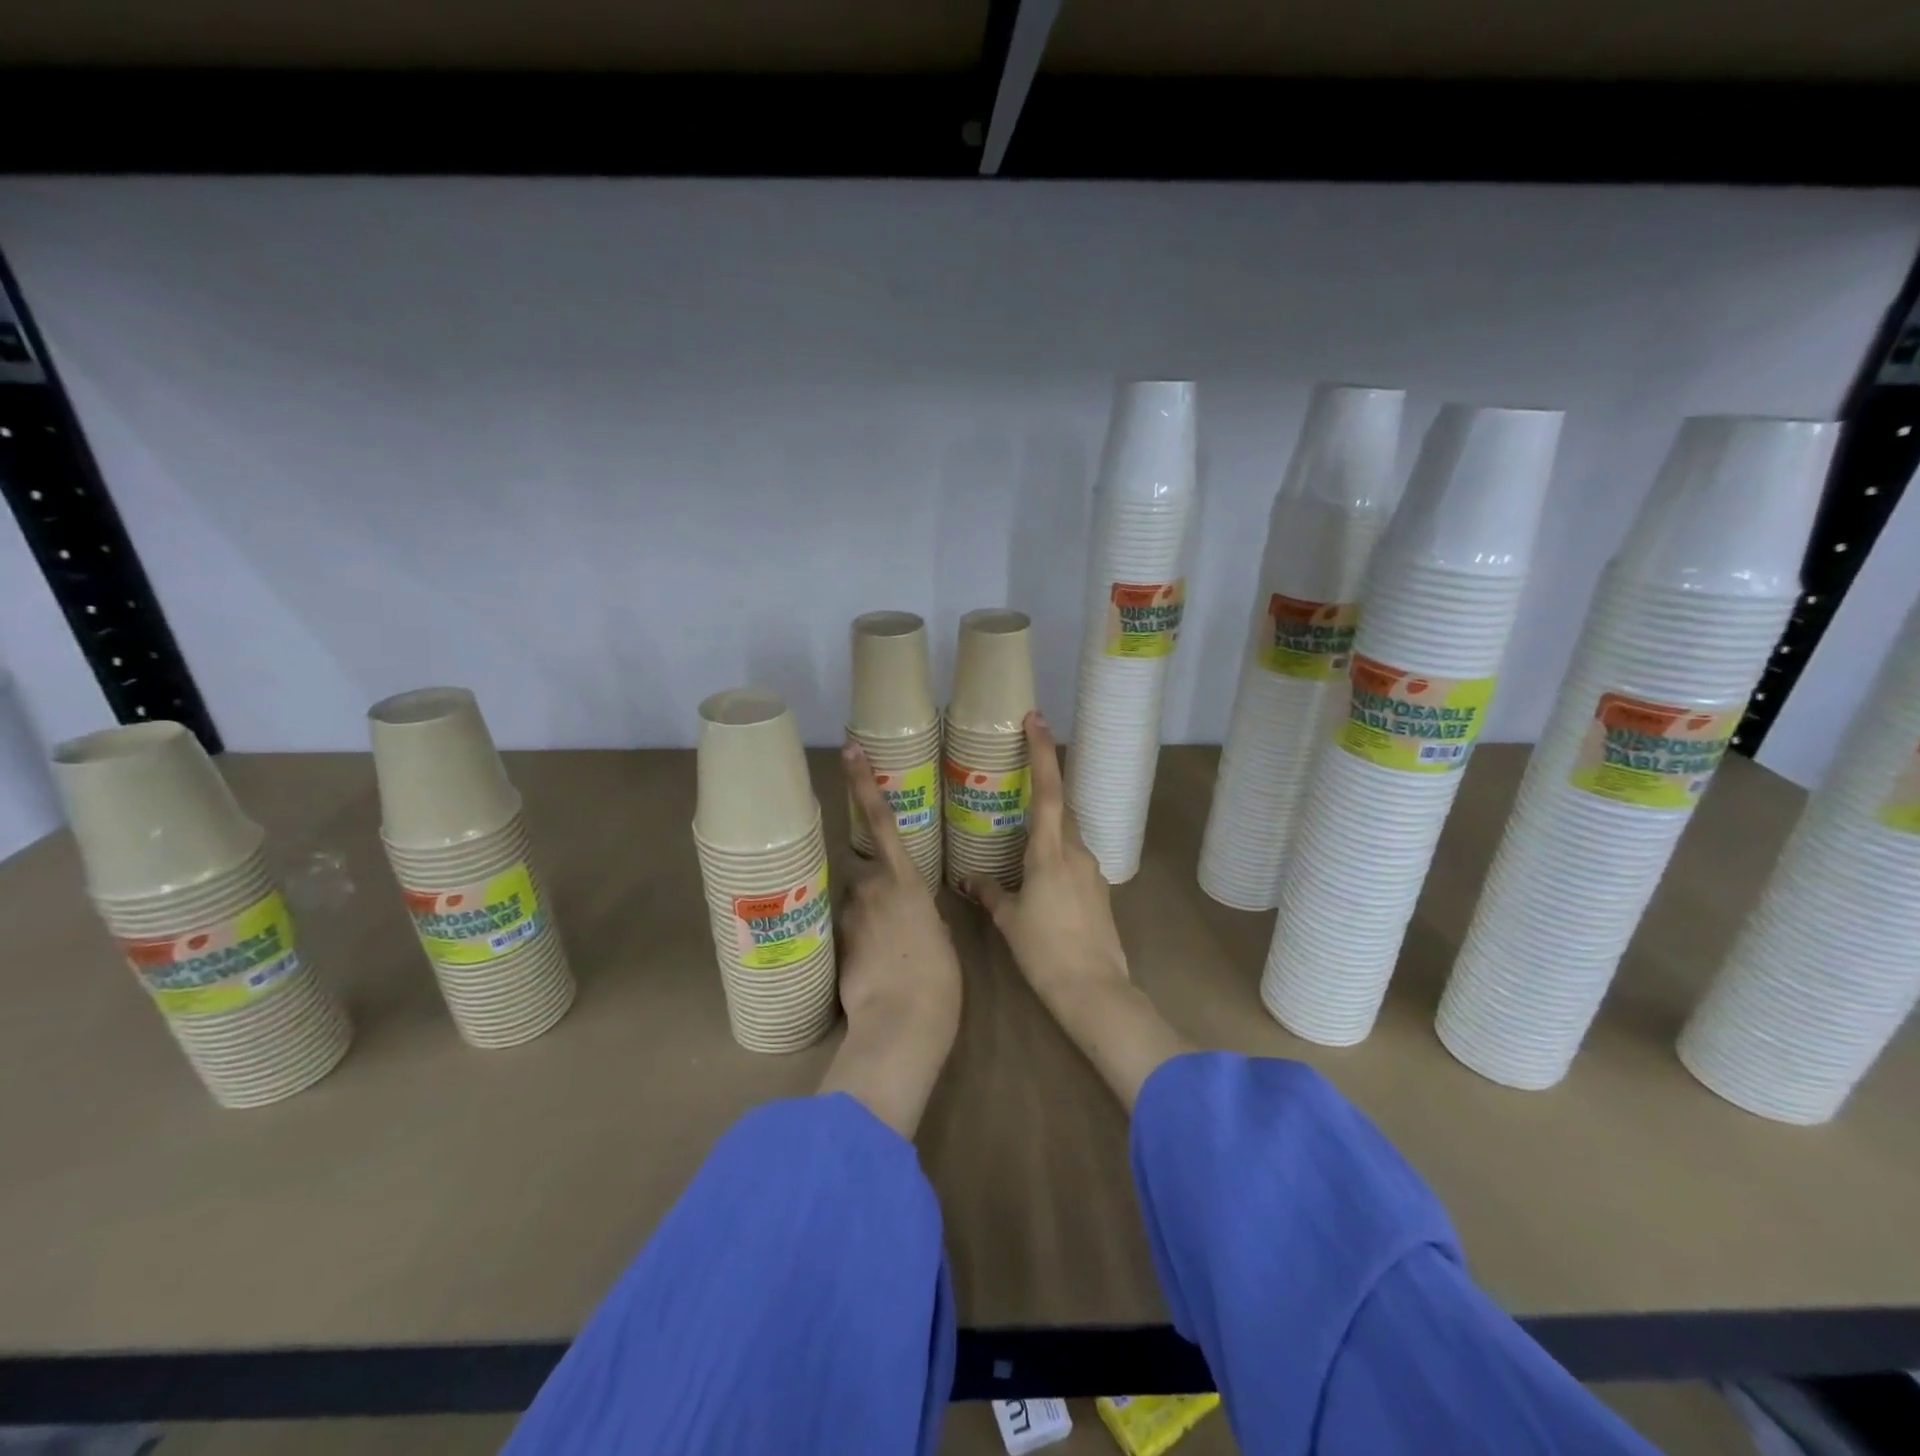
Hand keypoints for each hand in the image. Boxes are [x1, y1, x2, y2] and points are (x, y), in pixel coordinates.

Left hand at [816, 742, 961, 1138]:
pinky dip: (856, 943)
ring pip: (853, 904)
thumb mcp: (940, 937)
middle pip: (862, 872)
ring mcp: (847, 915)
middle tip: (892, 922)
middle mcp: (870, 887)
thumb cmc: (937, 978)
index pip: (880, 820)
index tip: (849, 751)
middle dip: (872, 888)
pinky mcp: (833, 942)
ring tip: (883, 955)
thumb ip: (921, 914)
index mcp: (905, 880)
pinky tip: (871, 970)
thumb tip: (910, 915)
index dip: (864, 783)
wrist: (901, 1023)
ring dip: (863, 919)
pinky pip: (844, 931)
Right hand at [964, 712, 1128, 1011]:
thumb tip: (968, 880)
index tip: (1035, 719)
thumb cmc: (1045, 950)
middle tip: (1016, 778)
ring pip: (1066, 835)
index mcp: (1050, 852)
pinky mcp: (1099, 890)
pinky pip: (1073, 860)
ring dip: (1046, 829)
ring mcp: (1092, 870)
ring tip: (1017, 839)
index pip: (1047, 790)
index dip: (1041, 752)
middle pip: (1059, 808)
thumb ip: (989, 893)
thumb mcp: (1010, 919)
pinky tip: (1038, 878)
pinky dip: (1055, 856)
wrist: (1094, 989)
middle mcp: (1076, 852)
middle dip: (1041, 788)